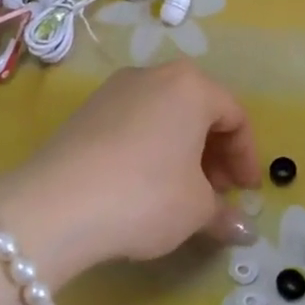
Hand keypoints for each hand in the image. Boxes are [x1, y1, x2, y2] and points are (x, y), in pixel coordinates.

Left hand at [0, 62, 258, 285]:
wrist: (56, 205)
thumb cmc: (146, 196)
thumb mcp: (195, 209)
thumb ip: (224, 213)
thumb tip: (243, 229)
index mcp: (190, 86)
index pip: (235, 116)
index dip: (247, 157)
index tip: (247, 193)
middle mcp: (153, 75)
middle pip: (198, 111)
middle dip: (215, 153)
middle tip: (219, 193)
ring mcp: (114, 90)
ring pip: (164, 117)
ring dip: (183, 152)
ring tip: (183, 193)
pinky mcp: (85, 111)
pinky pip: (134, 125)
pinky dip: (151, 149)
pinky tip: (144, 186)